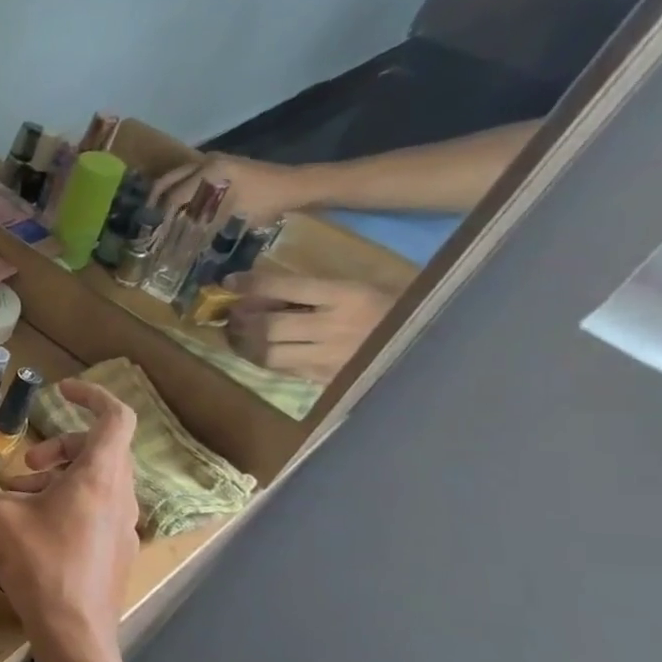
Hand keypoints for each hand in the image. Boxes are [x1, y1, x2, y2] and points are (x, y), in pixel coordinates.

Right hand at [0, 381, 138, 661]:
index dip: (91, 396)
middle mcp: (120, 495)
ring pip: (94, 482)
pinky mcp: (115, 550)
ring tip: (15, 499)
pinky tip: (32, 530)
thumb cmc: (42, 566)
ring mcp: (122, 525)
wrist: (76, 635)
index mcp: (100, 477)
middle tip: (23, 463)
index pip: (115, 417)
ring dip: (55, 479)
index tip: (61, 391)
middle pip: (98, 450)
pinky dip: (65, 504)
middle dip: (57, 447)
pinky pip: (94, 509)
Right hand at [151, 152, 308, 224]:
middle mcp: (207, 162)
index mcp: (208, 172)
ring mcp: (214, 161)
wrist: (296, 186)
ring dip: (167, 194)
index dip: (162, 216)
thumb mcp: (233, 216)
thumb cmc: (265, 202)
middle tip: (146, 219)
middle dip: (155, 200)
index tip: (152, 231)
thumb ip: (203, 225)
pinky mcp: (222, 165)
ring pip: (178, 176)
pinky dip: (181, 190)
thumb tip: (179, 242)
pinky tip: (180, 205)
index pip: (175, 196)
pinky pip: (191, 176)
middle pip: (169, 180)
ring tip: (159, 213)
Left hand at [224, 272, 394, 382]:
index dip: (252, 284)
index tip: (230, 282)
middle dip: (242, 318)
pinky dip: (261, 359)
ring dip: (245, 343)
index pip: (287, 288)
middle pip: (270, 325)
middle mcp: (336, 328)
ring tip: (238, 333)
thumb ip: (313, 290)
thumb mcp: (357, 287)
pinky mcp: (327, 379)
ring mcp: (331, 358)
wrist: (431, 345)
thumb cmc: (391, 307)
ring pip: (270, 353)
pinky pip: (282, 370)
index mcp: (348, 296)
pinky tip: (255, 350)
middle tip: (231, 313)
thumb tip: (258, 289)